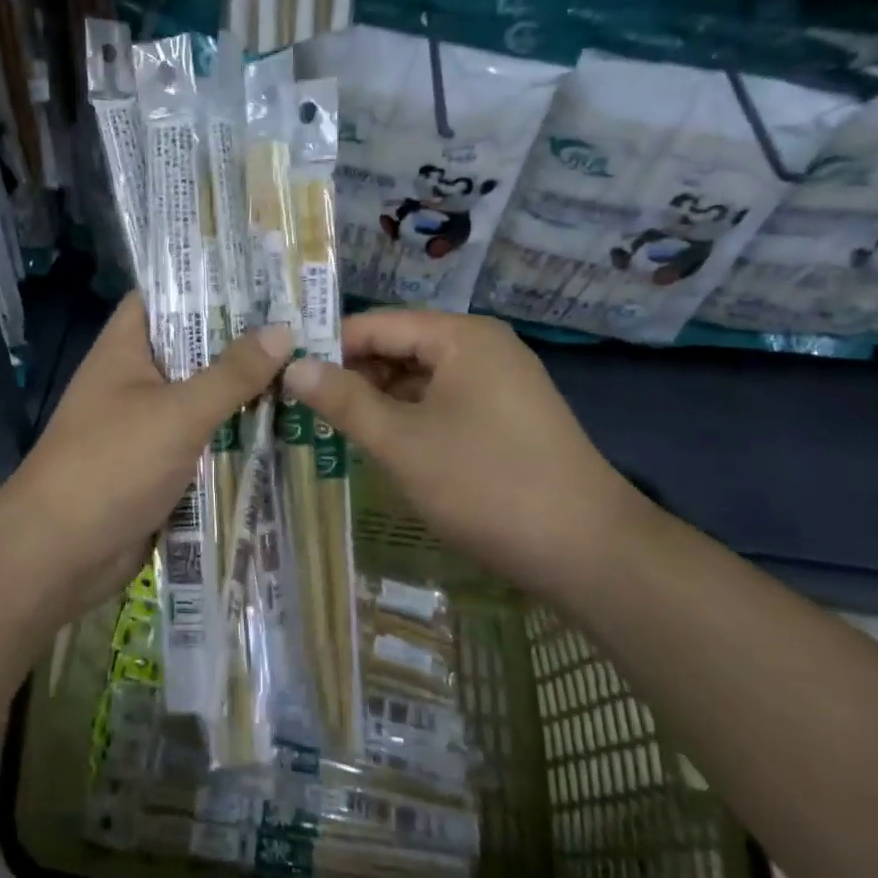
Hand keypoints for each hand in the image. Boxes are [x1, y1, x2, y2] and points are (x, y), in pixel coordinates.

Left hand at [6, 293, 291, 612]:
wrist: (59, 555)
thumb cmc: (112, 464)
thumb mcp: (178, 413)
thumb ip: (232, 374)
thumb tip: (283, 330)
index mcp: (126, 347)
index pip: (164, 294)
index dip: (207, 282)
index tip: (261, 278)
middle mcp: (135, 377)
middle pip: (193, 347)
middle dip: (242, 341)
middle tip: (305, 325)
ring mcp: (146, 422)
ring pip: (202, 396)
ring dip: (244, 392)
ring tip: (309, 371)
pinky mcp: (158, 464)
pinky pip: (203, 439)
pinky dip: (234, 436)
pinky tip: (285, 428)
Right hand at [282, 310, 642, 591]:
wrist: (592, 553)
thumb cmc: (487, 485)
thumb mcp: (403, 443)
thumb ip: (344, 401)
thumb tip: (292, 367)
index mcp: (460, 337)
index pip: (376, 323)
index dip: (328, 346)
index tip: (285, 373)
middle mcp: (482, 346)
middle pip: (400, 347)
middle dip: (353, 374)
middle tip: (303, 405)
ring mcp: (500, 381)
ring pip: (420, 377)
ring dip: (379, 399)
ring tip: (334, 426)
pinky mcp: (507, 416)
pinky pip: (444, 401)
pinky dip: (411, 417)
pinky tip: (384, 444)